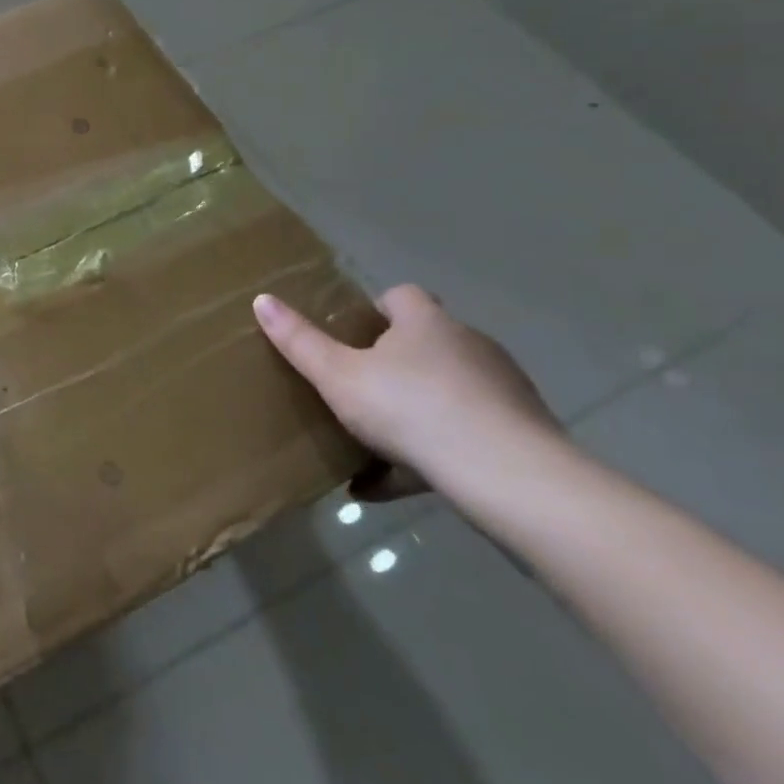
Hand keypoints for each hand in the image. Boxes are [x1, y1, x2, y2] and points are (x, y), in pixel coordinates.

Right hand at [253, 284, 565, 498]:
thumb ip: (299, 341)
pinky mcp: (521, 436)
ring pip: (447, 393)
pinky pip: (465, 439)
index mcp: (426, 323)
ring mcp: (501, 392)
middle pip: (426, 343)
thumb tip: (262, 299)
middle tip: (355, 390)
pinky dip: (430, 456)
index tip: (350, 337)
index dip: (375, 311)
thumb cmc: (412, 410)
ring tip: (371, 444)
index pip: (401, 296)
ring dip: (415, 412)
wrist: (510, 479)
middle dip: (393, 364)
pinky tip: (388, 487)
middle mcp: (470, 347)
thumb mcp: (338, 376)